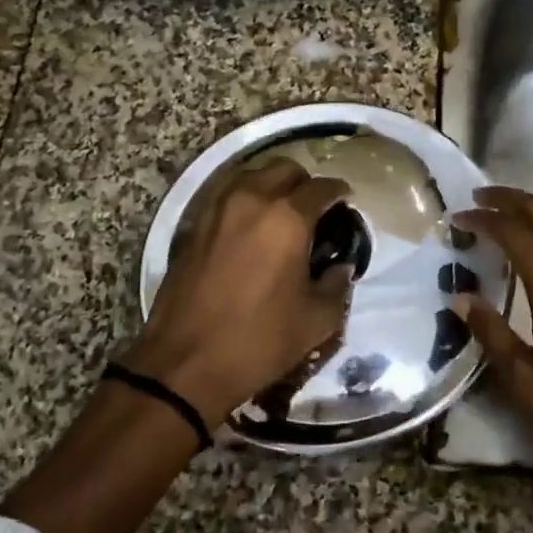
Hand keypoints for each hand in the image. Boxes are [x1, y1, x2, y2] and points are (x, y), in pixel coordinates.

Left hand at [123, 158, 351, 424]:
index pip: (322, 188)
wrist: (185, 364)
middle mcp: (251, 201)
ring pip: (252, 176)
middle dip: (305, 182)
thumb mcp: (316, 321)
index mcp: (287, 219)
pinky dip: (245, 200)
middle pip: (285, 169)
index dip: (340, 192)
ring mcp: (217, 210)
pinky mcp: (194, 226)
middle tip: (315, 208)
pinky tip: (252, 227)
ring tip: (282, 213)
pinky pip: (226, 196)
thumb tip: (340, 268)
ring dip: (272, 186)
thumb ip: (337, 286)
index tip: (347, 202)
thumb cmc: (258, 342)